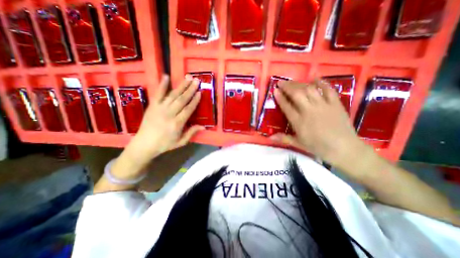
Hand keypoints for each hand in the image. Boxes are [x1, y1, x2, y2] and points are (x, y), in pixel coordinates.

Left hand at [111, 74, 202, 175]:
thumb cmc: (164, 144)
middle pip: (182, 100)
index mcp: (177, 124)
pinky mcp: (152, 106)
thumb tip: (203, 126)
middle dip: (190, 90)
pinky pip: (158, 94)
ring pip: (173, 95)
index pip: (188, 109)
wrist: (144, 144)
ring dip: (181, 86)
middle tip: (196, 81)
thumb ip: (191, 133)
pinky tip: (166, 76)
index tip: (200, 92)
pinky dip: (162, 85)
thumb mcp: (181, 142)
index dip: (194, 100)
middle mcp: (169, 114)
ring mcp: (159, 108)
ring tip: (188, 78)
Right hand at [270, 78, 370, 166]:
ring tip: (293, 81)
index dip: (280, 97)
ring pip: (309, 90)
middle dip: (287, 87)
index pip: (286, 106)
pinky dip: (321, 83)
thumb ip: (283, 138)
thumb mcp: (298, 144)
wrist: (344, 148)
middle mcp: (309, 111)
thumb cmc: (318, 147)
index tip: (275, 90)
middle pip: (296, 94)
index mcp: (299, 122)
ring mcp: (323, 106)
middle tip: (281, 82)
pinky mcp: (335, 104)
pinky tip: (315, 79)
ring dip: (299, 84)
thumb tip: (269, 138)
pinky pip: (328, 90)